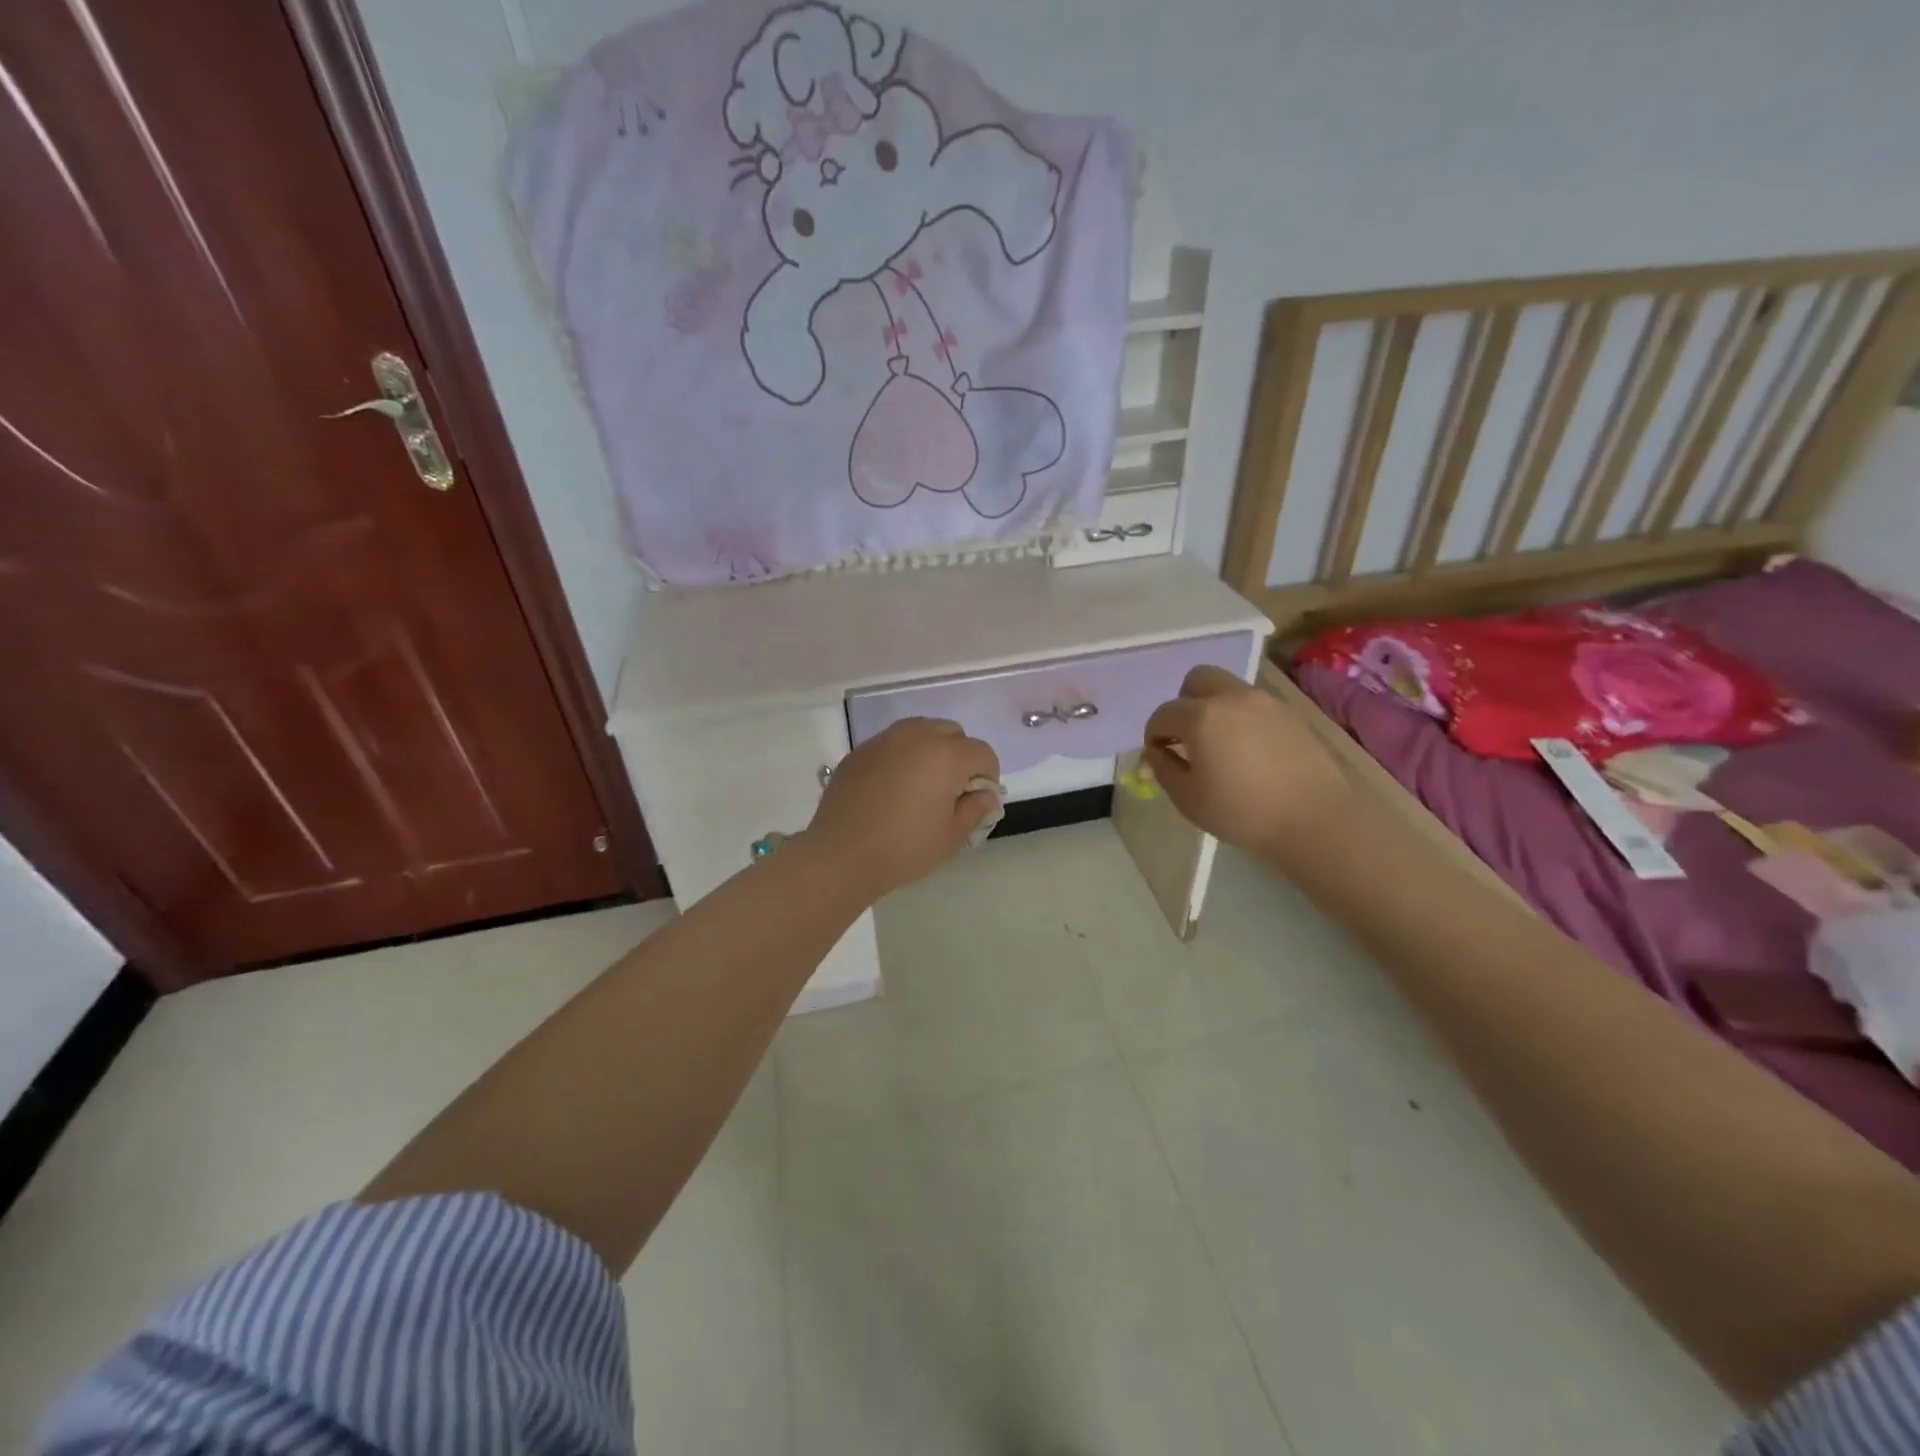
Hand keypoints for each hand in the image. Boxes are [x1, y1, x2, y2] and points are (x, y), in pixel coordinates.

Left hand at [808, 718, 1000, 899]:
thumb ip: (975, 809)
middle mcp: (917, 736)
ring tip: (922, 783)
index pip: (982, 752)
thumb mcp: (951, 837)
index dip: (988, 776)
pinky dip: (902, 756)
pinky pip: (892, 743)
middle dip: (960, 756)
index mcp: (946, 756)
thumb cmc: (904, 849)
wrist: (841, 855)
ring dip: (931, 749)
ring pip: (921, 730)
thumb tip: (985, 795)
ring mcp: (884, 740)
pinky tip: (892, 787)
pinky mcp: (860, 751)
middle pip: (952, 732)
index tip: (977, 800)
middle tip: (951, 790)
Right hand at [1142, 665, 1353, 862]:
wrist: (1314, 820)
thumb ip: (1163, 768)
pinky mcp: (1290, 714)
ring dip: (1214, 708)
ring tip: (1220, 746)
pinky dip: (1241, 718)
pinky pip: (1253, 705)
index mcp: (1201, 716)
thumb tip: (1157, 751)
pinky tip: (1249, 752)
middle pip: (1197, 680)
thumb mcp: (1188, 799)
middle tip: (1188, 737)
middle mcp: (1232, 698)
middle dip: (1184, 704)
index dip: (1154, 734)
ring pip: (1228, 689)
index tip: (1158, 756)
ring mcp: (1265, 702)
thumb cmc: (1242, 813)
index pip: (1163, 714)